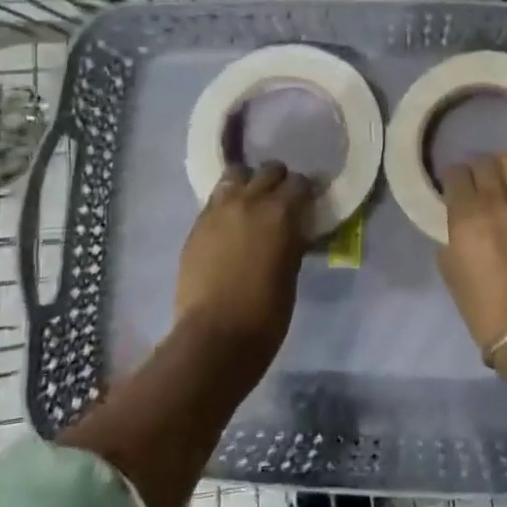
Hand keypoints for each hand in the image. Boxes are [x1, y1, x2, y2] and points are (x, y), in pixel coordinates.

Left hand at [175, 161, 314, 360]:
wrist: (215, 335)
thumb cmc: (266, 312)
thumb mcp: (291, 271)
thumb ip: (292, 239)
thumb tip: (294, 228)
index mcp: (279, 212)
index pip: (299, 183)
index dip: (306, 191)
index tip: (309, 201)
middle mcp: (248, 200)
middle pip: (268, 171)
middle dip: (278, 181)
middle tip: (282, 200)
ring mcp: (218, 210)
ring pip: (235, 176)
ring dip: (248, 184)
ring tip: (252, 202)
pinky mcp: (197, 225)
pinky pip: (215, 200)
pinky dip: (227, 203)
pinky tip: (231, 222)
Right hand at [437, 154, 506, 355]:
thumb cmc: (483, 306)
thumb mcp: (451, 269)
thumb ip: (454, 235)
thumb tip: (462, 224)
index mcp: (469, 212)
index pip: (456, 173)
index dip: (452, 180)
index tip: (452, 191)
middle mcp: (501, 199)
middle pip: (486, 162)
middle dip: (477, 171)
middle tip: (476, 186)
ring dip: (503, 170)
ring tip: (502, 184)